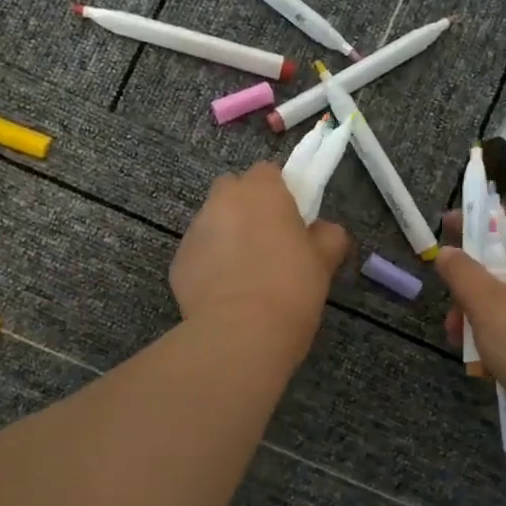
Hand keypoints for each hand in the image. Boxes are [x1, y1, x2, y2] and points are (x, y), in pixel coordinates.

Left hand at [172, 163, 350, 350]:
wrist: (241, 333)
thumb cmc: (290, 288)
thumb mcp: (323, 262)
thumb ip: (327, 236)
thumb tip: (322, 231)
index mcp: (260, 191)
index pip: (267, 172)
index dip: (279, 193)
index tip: (290, 220)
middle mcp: (221, 201)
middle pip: (232, 191)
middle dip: (246, 208)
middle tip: (267, 243)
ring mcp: (194, 231)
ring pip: (212, 223)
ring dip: (226, 237)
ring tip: (245, 276)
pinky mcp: (178, 262)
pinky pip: (198, 255)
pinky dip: (210, 266)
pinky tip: (225, 295)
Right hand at [435, 211, 505, 435]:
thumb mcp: (487, 303)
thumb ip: (462, 273)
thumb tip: (447, 252)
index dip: (480, 222)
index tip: (447, 228)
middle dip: (472, 284)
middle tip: (450, 304)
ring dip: (479, 314)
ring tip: (459, 339)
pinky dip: (498, 336)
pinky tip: (480, 360)